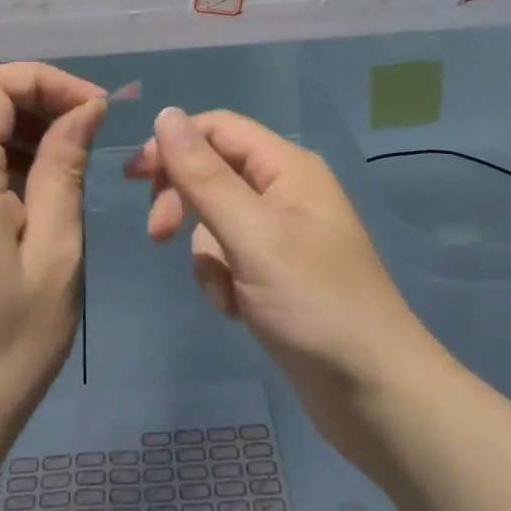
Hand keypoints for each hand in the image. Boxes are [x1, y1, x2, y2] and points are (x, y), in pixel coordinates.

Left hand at [0, 62, 108, 461]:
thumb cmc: (9, 343)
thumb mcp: (56, 253)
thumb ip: (65, 167)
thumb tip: (86, 108)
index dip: (47, 80)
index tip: (95, 107)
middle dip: (33, 93)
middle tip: (85, 123)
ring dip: (15, 117)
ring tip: (65, 149)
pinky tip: (31, 176)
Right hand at [125, 107, 431, 469]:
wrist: (376, 395)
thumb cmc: (315, 305)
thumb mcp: (251, 235)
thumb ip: (205, 176)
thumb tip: (166, 114)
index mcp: (287, 167)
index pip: (218, 129)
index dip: (174, 144)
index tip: (135, 177)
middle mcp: (286, 191)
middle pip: (213, 172)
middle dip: (184, 202)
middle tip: (158, 235)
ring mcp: (283, 236)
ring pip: (216, 221)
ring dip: (206, 255)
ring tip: (225, 293)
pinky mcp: (278, 275)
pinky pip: (230, 258)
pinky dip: (223, 280)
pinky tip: (237, 311)